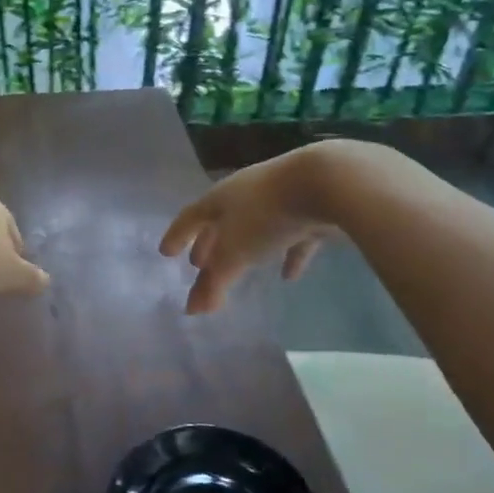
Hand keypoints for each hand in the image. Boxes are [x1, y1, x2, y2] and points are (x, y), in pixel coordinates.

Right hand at [159, 144, 349, 313]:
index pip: (190, 218)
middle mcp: (245, 194)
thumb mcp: (235, 253)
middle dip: (208, 243)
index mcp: (220, 199)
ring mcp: (279, 198)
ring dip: (245, 249)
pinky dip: (287, 255)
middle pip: (221, 221)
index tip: (165, 252)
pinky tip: (289, 275)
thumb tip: (193, 310)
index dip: (177, 236)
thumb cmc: (267, 215)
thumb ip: (214, 282)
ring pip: (255, 228)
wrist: (328, 182)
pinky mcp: (310, 209)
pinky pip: (292, 237)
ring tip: (239, 268)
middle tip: (198, 264)